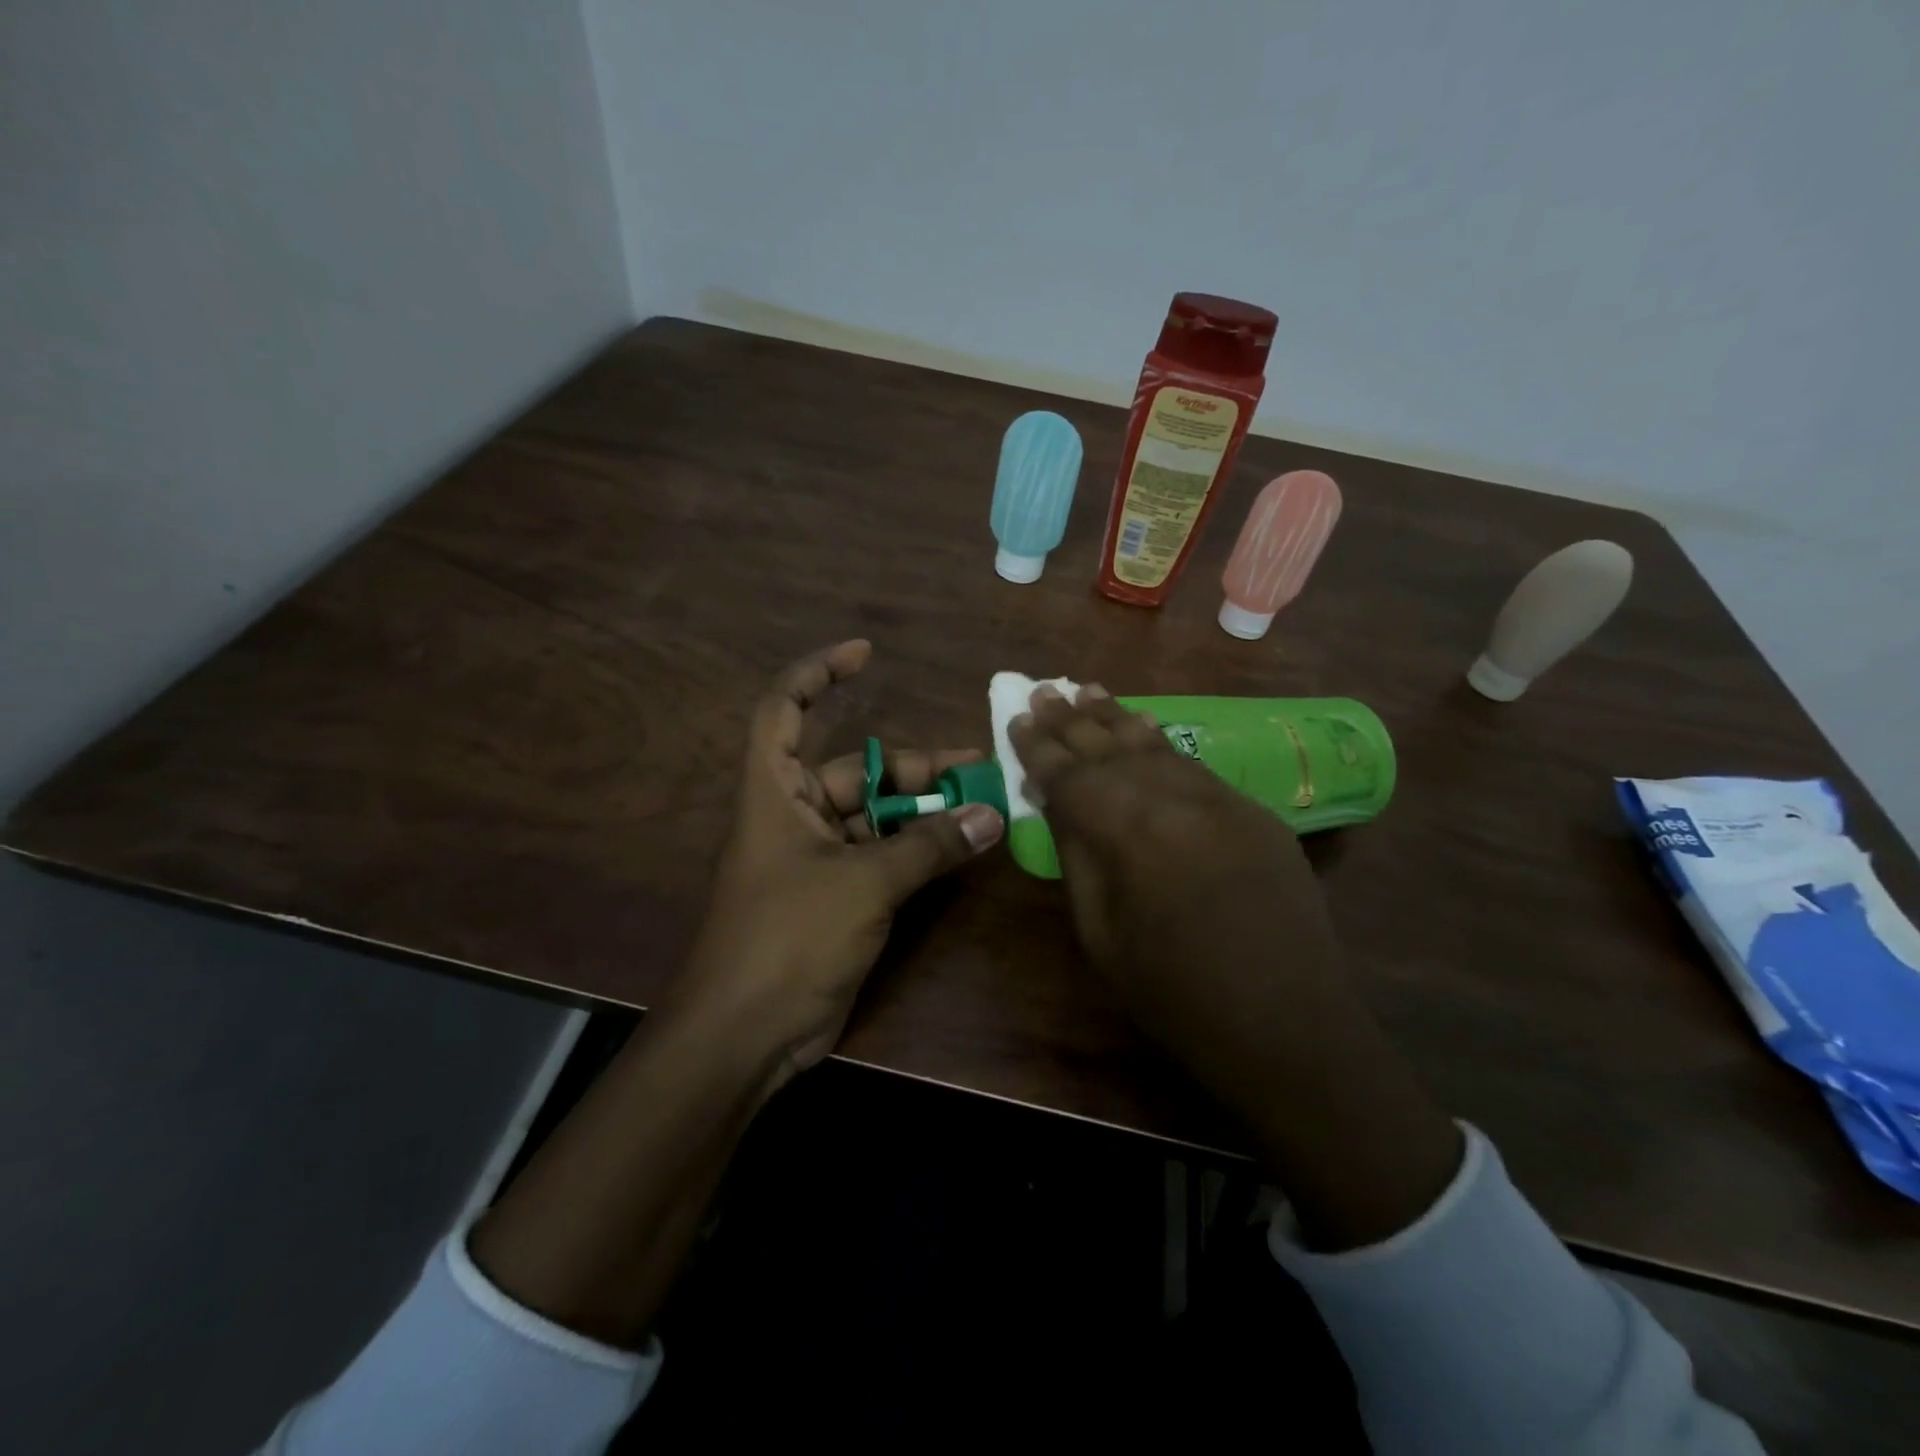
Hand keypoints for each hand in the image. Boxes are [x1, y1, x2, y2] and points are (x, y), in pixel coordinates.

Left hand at [670, 640, 1003, 1087]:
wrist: (745, 1036)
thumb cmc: (788, 938)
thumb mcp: (864, 884)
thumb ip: (929, 847)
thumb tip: (990, 816)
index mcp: (775, 792)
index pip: (784, 709)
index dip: (818, 674)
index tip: (866, 655)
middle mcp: (793, 816)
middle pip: (855, 771)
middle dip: (912, 769)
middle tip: (974, 771)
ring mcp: (814, 859)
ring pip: (875, 818)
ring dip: (922, 814)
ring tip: (979, 809)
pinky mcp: (835, 897)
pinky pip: (881, 857)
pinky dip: (917, 851)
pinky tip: (958, 850)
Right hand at [1008, 684, 1343, 1105]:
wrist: (1285, 1024)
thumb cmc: (1173, 993)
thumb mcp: (1100, 932)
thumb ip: (1078, 855)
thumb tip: (1058, 803)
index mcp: (1127, 830)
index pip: (1070, 774)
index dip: (1038, 747)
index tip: (1015, 718)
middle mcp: (1173, 797)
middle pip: (1111, 747)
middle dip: (1072, 719)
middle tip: (1044, 690)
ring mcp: (1220, 799)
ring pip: (1155, 744)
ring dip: (1116, 717)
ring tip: (1087, 690)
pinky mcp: (1252, 810)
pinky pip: (1192, 763)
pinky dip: (1160, 741)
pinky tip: (1144, 725)